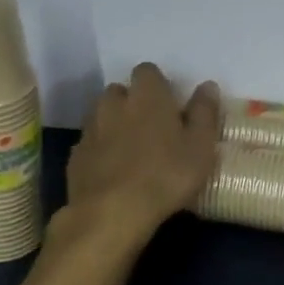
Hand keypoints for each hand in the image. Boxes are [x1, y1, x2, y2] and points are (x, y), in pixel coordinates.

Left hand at [65, 64, 220, 245]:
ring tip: (131, 151)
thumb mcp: (200, 147)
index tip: (170, 106)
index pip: (148, 71)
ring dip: (114, 125)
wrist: (111, 213)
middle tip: (152, 128)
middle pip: (121, 91)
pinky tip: (113, 172)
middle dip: (133, 103)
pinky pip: (90, 143)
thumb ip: (205, 113)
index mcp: (147, 94)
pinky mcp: (75, 155)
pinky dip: (100, 150)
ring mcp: (91, 128)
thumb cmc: (165, 176)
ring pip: (102, 115)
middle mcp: (114, 103)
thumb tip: (208, 86)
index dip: (158, 85)